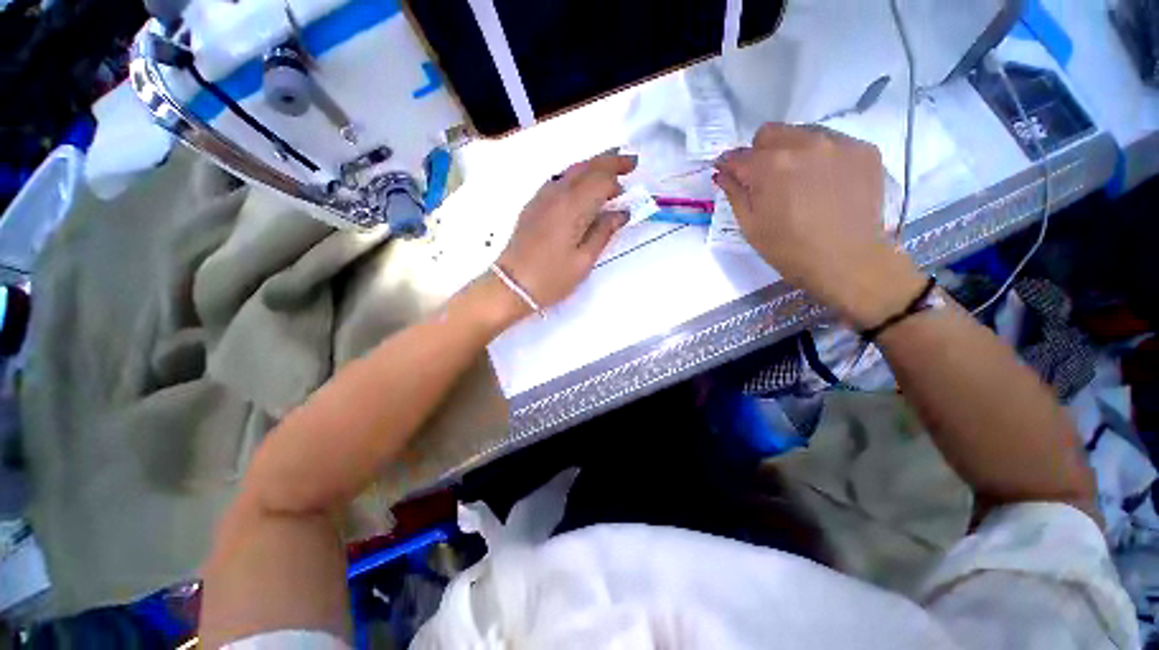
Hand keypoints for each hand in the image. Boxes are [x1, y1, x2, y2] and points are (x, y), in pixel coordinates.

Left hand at [496, 152, 636, 311]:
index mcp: (571, 207)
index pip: (600, 180)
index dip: (618, 180)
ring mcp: (541, 197)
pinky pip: (559, 180)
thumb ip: (603, 232)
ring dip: (593, 166)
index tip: (632, 187)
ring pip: (571, 170)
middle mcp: (555, 194)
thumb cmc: (551, 278)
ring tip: (610, 169)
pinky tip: (582, 186)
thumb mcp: (583, 261)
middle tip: (631, 161)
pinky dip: (576, 176)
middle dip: (610, 160)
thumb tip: (621, 213)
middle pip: (586, 167)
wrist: (511, 285)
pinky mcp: (533, 205)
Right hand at [714, 123, 925, 328]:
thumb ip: (734, 193)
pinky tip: (826, 183)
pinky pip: (832, 142)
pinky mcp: (864, 149)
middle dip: (760, 153)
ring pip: (802, 132)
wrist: (848, 261)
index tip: (730, 176)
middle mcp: (804, 143)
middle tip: (765, 180)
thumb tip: (723, 172)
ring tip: (799, 181)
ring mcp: (838, 143)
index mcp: (770, 166)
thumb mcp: (751, 226)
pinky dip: (821, 157)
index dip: (730, 166)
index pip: (738, 155)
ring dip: (791, 151)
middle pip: (770, 133)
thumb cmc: (789, 249)